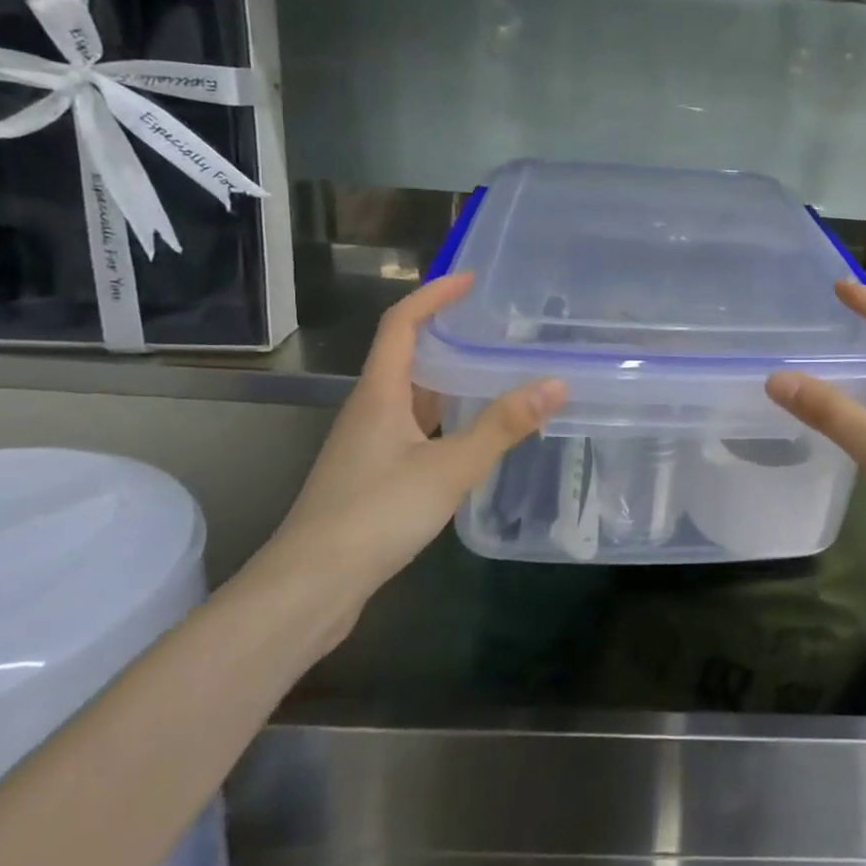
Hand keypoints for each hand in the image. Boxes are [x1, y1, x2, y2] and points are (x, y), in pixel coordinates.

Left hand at [251, 274, 564, 642]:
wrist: (310, 587)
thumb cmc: (375, 515)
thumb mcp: (449, 467)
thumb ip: (502, 426)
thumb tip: (555, 383)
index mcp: (379, 394)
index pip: (402, 324)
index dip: (433, 295)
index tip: (470, 279)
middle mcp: (370, 410)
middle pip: (407, 357)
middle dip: (448, 335)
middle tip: (496, 328)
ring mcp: (368, 445)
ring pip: (412, 396)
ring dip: (449, 380)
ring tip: (495, 373)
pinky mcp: (373, 476)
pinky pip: (414, 429)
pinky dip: (445, 419)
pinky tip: (473, 435)